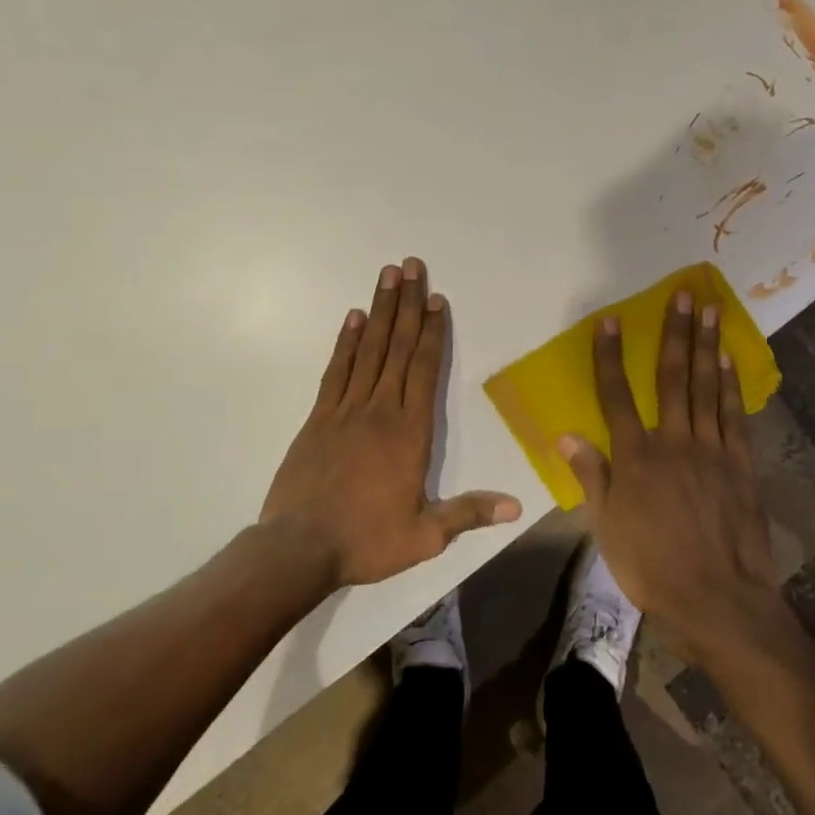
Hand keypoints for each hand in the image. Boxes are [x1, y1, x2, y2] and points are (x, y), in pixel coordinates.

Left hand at [259, 257, 519, 587]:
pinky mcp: (319, 417)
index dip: (432, 332)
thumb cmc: (366, 540)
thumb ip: (468, 513)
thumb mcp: (425, 536)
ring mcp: (345, 410)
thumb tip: (516, 507)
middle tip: (411, 266)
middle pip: (397, 347)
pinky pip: (336, 370)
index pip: (424, 370)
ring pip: (368, 350)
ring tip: (387, 275)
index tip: (436, 298)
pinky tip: (354, 317)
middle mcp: (379, 410)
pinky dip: (346, 341)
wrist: (299, 548)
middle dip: (407, 305)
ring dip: (380, 310)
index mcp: (409, 433)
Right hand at [559, 289, 778, 659]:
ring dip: (707, 346)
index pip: (616, 396)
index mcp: (636, 457)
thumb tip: (565, 436)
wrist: (718, 599)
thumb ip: (591, 477)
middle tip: (683, 295)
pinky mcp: (740, 464)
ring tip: (711, 310)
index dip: (610, 357)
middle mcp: (674, 441)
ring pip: (706, 387)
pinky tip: (729, 361)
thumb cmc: (652, 567)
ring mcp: (711, 449)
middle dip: (674, 333)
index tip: (610, 322)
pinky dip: (731, 385)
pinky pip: (734, 415)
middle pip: (671, 378)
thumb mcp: (607, 528)